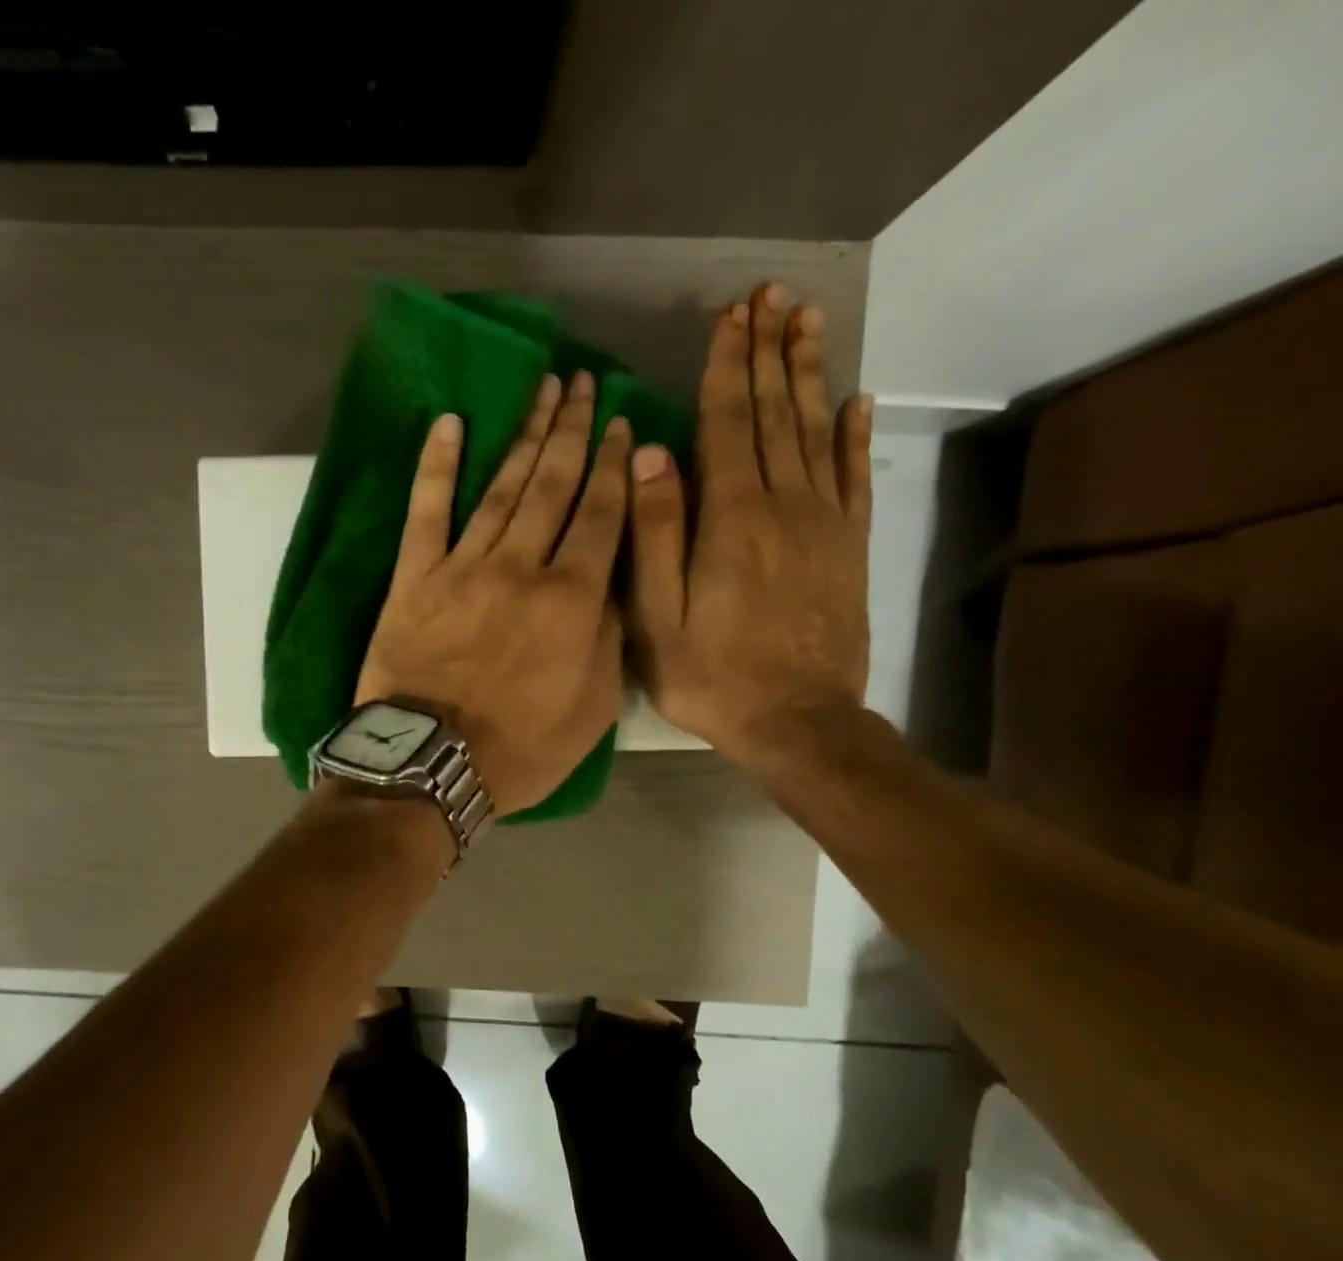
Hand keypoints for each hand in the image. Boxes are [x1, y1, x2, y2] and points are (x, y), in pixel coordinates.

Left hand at [356, 370, 629, 814]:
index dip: (614, 464)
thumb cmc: (518, 750)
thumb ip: (607, 639)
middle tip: (582, 382)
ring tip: (542, 390)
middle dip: (572, 430)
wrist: (429, 765)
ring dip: (524, 434)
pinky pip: (426, 511)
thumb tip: (610, 584)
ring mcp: (463, 567)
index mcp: (571, 598)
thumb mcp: (592, 709)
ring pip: (500, 487)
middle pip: (553, 484)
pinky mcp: (414, 578)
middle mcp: (521, 567)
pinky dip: (436, 465)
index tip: (621, 422)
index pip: (601, 514)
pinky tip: (449, 424)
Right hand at [626, 285, 873, 765]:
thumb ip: (653, 535)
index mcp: (731, 519)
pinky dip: (855, 434)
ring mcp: (824, 523)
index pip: (729, 423)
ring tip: (805, 320)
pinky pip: (855, 476)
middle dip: (769, 351)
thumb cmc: (712, 676)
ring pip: (816, 431)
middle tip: (769, 295)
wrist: (799, 721)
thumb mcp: (658, 617)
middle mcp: (784, 505)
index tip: (729, 316)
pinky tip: (855, 399)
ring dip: (808, 374)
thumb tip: (651, 455)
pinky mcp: (849, 546)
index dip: (727, 366)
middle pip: (775, 413)